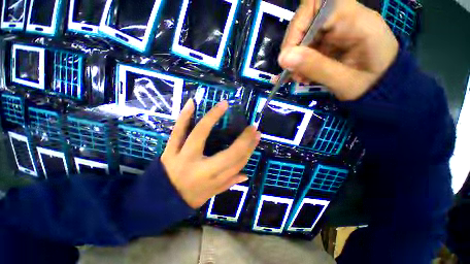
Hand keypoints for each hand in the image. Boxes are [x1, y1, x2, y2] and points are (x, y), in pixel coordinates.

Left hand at [161, 100, 260, 208]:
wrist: (160, 200)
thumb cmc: (189, 198)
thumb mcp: (211, 194)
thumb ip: (229, 183)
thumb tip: (246, 174)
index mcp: (212, 180)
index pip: (237, 163)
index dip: (249, 149)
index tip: (256, 136)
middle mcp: (200, 169)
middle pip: (228, 153)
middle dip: (243, 140)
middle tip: (252, 126)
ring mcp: (182, 157)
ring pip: (199, 134)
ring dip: (212, 117)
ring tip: (223, 104)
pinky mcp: (169, 150)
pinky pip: (177, 131)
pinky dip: (184, 116)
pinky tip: (192, 103)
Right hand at [278, 0, 398, 100]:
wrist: (384, 90)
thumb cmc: (372, 87)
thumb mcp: (344, 82)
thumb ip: (315, 67)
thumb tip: (283, 58)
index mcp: (357, 21)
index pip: (318, 3)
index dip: (298, 25)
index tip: (289, 53)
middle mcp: (347, 18)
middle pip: (308, 19)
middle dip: (295, 47)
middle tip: (291, 71)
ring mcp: (339, 28)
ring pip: (306, 34)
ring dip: (297, 57)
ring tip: (298, 77)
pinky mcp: (333, 39)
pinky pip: (310, 44)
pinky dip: (302, 61)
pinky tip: (304, 75)